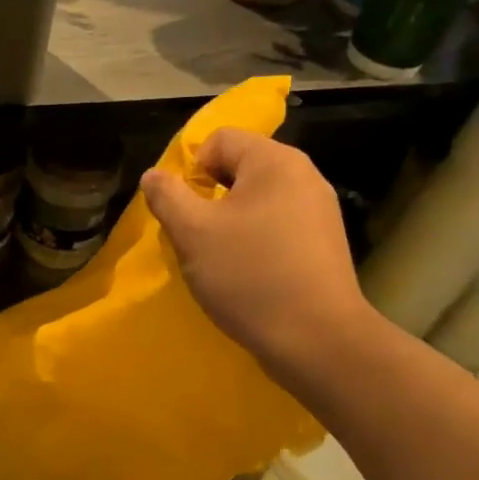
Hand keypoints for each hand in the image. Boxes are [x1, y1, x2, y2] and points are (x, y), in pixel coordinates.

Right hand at [140, 128, 372, 378]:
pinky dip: (254, 243)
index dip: (190, 170)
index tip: (183, 212)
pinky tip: (248, 275)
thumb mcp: (192, 233)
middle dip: (208, 199)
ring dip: (229, 224)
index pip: (219, 140)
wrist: (317, 340)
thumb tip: (154, 175)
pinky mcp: (324, 244)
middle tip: (196, 239)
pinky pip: (277, 227)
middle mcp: (304, 176)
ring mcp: (320, 211)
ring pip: (256, 201)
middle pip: (239, 168)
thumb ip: (166, 196)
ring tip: (220, 261)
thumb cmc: (249, 276)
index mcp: (275, 161)